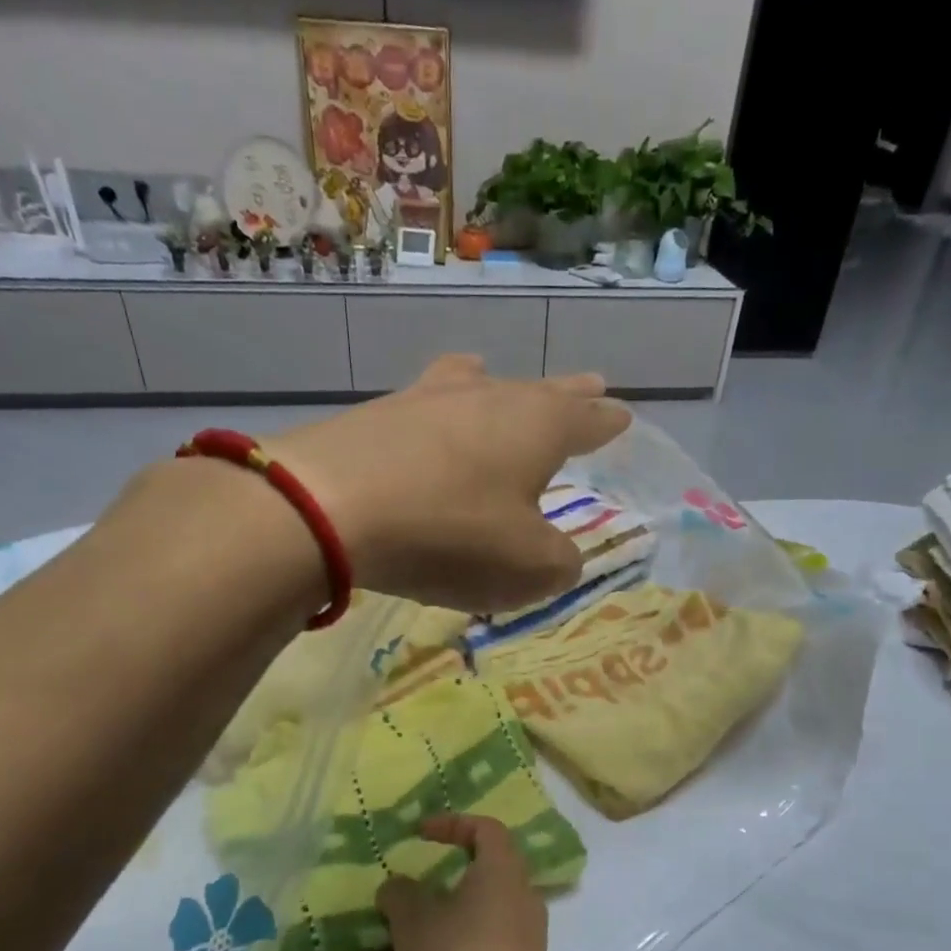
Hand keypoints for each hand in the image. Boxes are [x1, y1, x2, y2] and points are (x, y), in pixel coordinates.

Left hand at [267, 355, 632, 612]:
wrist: (329, 508)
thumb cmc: (451, 534)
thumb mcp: (528, 567)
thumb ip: (559, 562)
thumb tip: (560, 556)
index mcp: (538, 427)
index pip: (587, 420)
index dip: (607, 422)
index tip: (621, 415)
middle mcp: (489, 398)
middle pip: (540, 392)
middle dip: (568, 396)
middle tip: (590, 386)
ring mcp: (429, 399)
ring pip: (479, 386)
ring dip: (500, 390)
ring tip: (502, 384)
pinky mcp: (378, 415)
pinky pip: (428, 407)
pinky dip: (443, 413)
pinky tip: (433, 416)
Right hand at [377, 814, 566, 950]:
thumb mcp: (416, 922)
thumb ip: (400, 896)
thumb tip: (398, 888)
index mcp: (502, 872)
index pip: (487, 830)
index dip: (453, 824)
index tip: (419, 834)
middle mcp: (514, 901)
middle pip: (470, 882)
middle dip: (423, 892)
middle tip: (393, 896)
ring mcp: (511, 944)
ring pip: (454, 931)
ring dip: (406, 943)